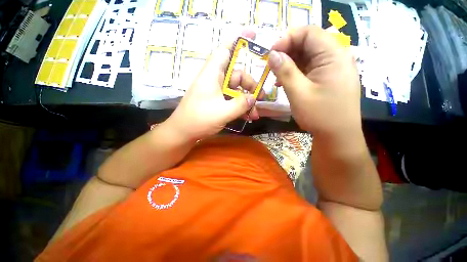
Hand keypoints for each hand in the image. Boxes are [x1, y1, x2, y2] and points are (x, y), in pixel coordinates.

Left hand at [166, 30, 259, 140]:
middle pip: (236, 75)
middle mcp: (214, 80)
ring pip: (236, 91)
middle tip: (260, 98)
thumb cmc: (199, 120)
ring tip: (255, 114)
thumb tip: (253, 98)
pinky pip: (232, 101)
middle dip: (250, 86)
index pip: (225, 51)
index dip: (238, 41)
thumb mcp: (223, 112)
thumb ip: (240, 104)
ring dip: (247, 101)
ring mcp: (216, 93)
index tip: (253, 36)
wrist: (183, 133)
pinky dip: (241, 108)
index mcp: (212, 75)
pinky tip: (248, 117)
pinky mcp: (217, 103)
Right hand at [269, 26, 361, 139]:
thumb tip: (272, 54)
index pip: (308, 32)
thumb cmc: (319, 115)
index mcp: (334, 55)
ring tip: (277, 77)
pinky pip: (310, 67)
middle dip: (287, 52)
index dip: (287, 39)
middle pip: (308, 43)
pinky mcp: (329, 77)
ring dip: (290, 64)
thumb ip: (285, 71)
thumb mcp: (298, 93)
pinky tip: (286, 82)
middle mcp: (337, 56)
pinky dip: (296, 72)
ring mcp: (333, 67)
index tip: (271, 54)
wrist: (337, 135)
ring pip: (307, 56)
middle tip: (272, 67)